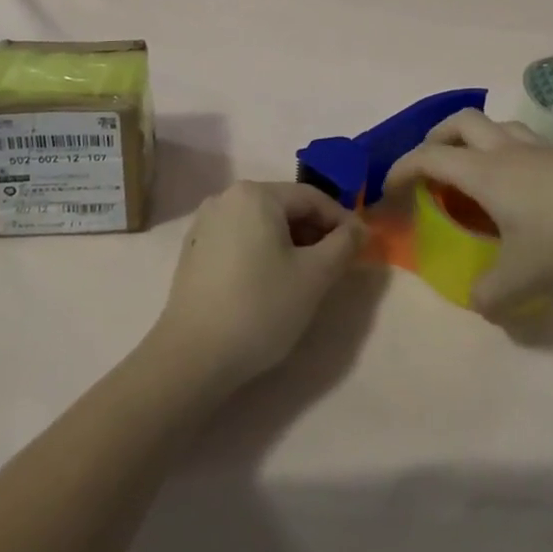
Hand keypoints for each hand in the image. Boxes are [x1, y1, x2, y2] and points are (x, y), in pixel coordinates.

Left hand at [151, 181, 363, 394]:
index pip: (311, 197)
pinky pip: (240, 239)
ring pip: (262, 224)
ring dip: (290, 244)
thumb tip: (359, 228)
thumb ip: (343, 245)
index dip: (341, 220)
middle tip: (334, 266)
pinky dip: (262, 252)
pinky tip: (269, 284)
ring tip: (306, 278)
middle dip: (314, 232)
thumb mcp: (314, 276)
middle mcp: (227, 197)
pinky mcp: (194, 249)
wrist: (192, 357)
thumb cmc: (260, 308)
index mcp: (256, 194)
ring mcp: (206, 223)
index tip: (360, 247)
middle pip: (285, 207)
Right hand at [388, 110, 552, 316]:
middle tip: (431, 165)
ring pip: (497, 125)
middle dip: (437, 137)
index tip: (388, 188)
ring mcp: (543, 151)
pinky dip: (509, 154)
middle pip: (461, 121)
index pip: (429, 157)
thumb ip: (491, 295)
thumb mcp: (524, 280)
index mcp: (485, 172)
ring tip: (476, 171)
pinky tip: (524, 189)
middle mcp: (508, 151)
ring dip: (476, 139)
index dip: (402, 168)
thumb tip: (479, 303)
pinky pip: (526, 143)